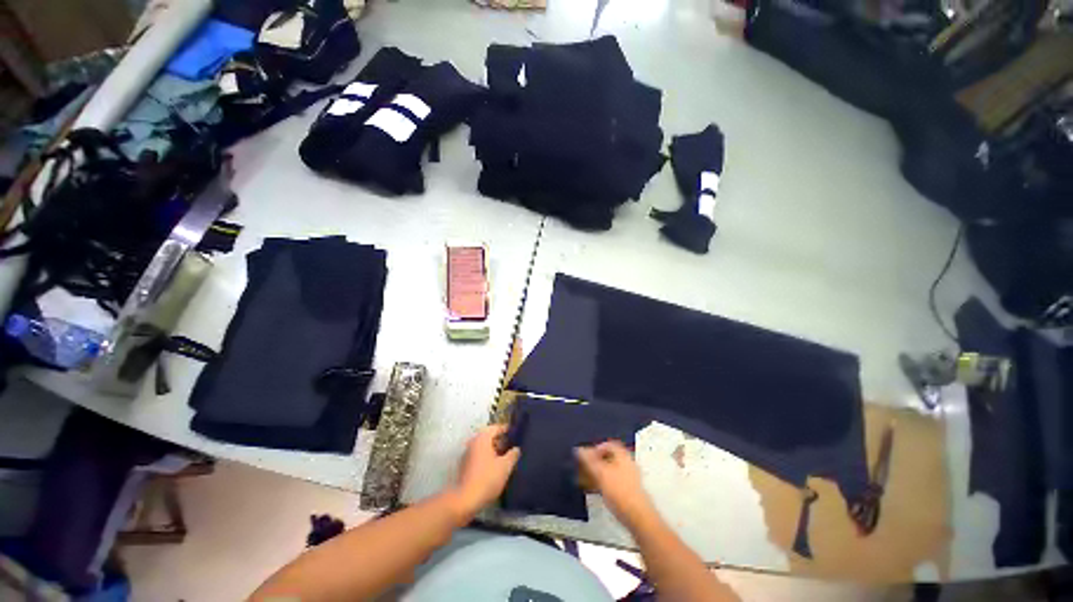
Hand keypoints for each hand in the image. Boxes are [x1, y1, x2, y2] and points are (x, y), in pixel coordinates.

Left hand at [451, 425, 520, 519]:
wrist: (465, 500)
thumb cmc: (487, 479)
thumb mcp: (505, 466)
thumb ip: (513, 455)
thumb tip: (516, 449)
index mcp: (482, 438)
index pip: (496, 427)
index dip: (506, 429)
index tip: (516, 433)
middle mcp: (473, 443)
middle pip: (489, 437)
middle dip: (500, 440)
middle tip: (512, 446)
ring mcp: (467, 454)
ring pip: (483, 447)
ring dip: (494, 450)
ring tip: (506, 458)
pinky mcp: (465, 466)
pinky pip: (479, 456)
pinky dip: (487, 458)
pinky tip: (495, 467)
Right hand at [576, 440, 657, 528]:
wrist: (638, 517)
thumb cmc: (620, 492)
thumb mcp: (600, 474)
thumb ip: (588, 461)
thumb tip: (578, 449)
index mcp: (623, 456)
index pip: (608, 445)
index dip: (596, 448)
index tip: (587, 456)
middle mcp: (628, 464)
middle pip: (610, 457)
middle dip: (596, 461)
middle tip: (586, 467)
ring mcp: (630, 478)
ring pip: (611, 470)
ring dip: (599, 473)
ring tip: (589, 480)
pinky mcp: (630, 492)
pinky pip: (614, 481)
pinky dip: (605, 483)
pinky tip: (598, 491)